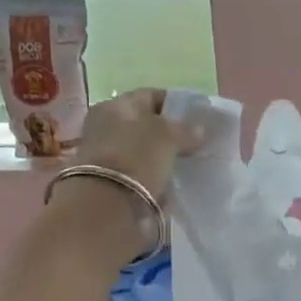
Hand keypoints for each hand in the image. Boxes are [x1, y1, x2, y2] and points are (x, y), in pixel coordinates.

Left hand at [73, 88, 192, 202]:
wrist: (105, 204)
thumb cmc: (137, 158)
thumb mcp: (168, 137)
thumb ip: (186, 130)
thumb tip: (199, 128)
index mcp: (117, 104)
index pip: (150, 96)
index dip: (175, 105)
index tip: (195, 119)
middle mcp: (104, 123)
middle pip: (143, 123)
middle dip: (165, 132)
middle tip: (190, 143)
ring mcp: (101, 152)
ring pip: (138, 148)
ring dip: (157, 155)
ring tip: (180, 164)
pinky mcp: (104, 180)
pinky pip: (134, 170)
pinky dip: (148, 174)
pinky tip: (164, 181)